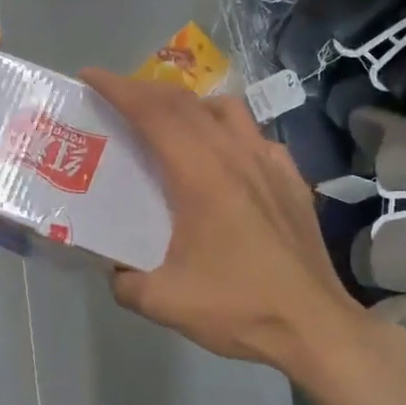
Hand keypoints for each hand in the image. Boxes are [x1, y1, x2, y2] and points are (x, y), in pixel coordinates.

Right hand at [81, 68, 367, 374]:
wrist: (315, 327)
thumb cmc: (239, 308)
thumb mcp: (164, 301)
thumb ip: (124, 280)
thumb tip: (112, 268)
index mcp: (201, 175)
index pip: (154, 113)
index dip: (119, 88)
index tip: (90, 77)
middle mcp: (237, 155)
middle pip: (186, 102)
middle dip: (145, 91)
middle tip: (116, 98)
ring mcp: (271, 163)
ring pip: (226, 109)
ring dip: (190, 105)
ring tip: (170, 124)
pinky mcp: (292, 179)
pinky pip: (255, 136)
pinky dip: (228, 132)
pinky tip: (224, 160)